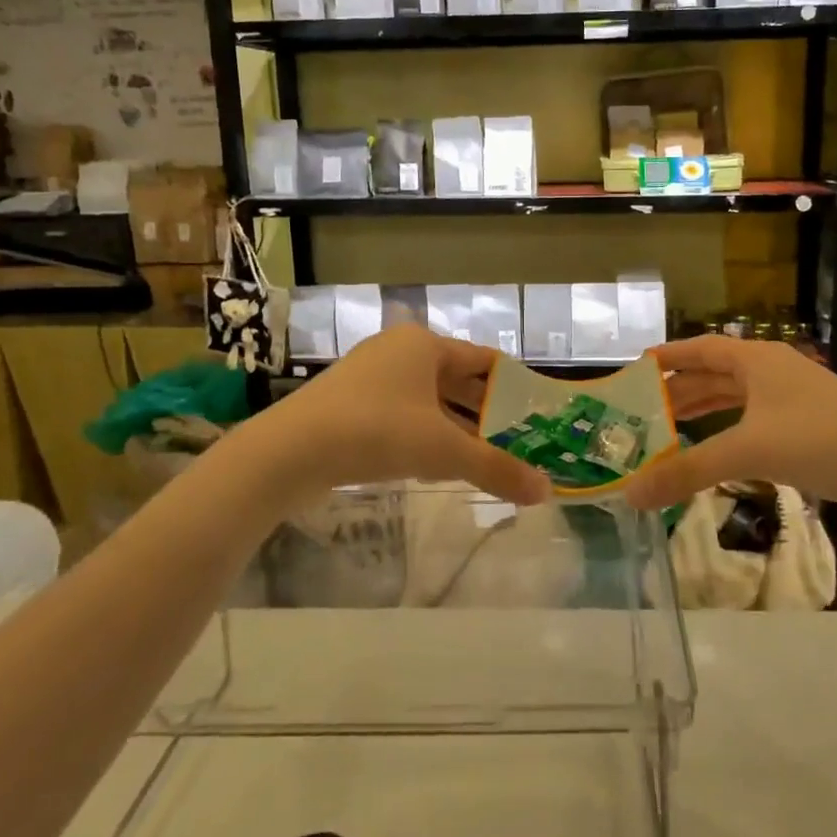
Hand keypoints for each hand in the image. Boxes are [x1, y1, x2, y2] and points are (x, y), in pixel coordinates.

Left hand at [260, 325, 550, 505]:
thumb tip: (546, 491)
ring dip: (455, 426)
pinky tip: (434, 464)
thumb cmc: (377, 431)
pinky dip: (424, 433)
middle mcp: (398, 351)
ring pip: (427, 399)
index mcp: (425, 345)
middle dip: (485, 411)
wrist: (290, 451)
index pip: (483, 360)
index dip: (512, 385)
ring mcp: (369, 376)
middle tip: (517, 440)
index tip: (536, 411)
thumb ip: (496, 468)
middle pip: (456, 380)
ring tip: (483, 456)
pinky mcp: (348, 403)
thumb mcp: (443, 451)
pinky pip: (401, 413)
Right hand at [621, 336, 836, 515]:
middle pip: (716, 374)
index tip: (637, 369)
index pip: (701, 348)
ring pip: (737, 399)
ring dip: (705, 412)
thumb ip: (687, 471)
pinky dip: (730, 431)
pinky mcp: (810, 428)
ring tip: (671, 429)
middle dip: (681, 391)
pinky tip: (718, 452)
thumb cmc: (820, 442)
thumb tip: (630, 494)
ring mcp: (795, 400)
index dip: (669, 357)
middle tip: (644, 411)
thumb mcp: (748, 452)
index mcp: (758, 360)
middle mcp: (774, 372)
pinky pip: (756, 422)